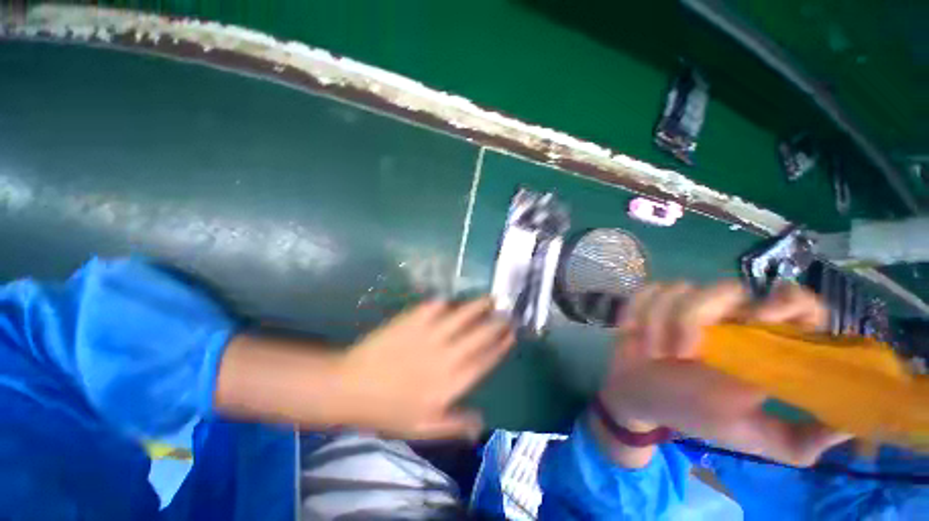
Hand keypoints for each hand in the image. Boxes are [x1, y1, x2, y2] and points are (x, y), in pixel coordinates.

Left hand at [337, 298, 514, 439]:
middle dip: (497, 323)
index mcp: (450, 382)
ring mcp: (430, 334)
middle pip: (479, 335)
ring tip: (491, 299)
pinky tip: (453, 299)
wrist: (351, 386)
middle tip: (508, 313)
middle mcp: (446, 355)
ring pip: (462, 316)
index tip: (511, 335)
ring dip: (479, 307)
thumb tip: (482, 422)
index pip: (484, 360)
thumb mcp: (421, 427)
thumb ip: (453, 425)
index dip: (500, 346)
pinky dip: (446, 302)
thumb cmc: (387, 410)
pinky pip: (435, 307)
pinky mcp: (413, 320)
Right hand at [599, 282, 849, 466]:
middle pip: (727, 288)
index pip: (797, 305)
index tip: (763, 318)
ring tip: (654, 353)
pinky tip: (633, 333)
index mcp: (757, 344)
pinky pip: (647, 292)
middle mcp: (726, 318)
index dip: (790, 301)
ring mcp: (684, 307)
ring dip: (660, 323)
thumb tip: (848, 426)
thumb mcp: (748, 435)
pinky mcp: (650, 303)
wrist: (640, 399)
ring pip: (679, 289)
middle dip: (696, 317)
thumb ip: (798, 438)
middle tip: (684, 352)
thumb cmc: (693, 414)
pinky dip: (638, 312)